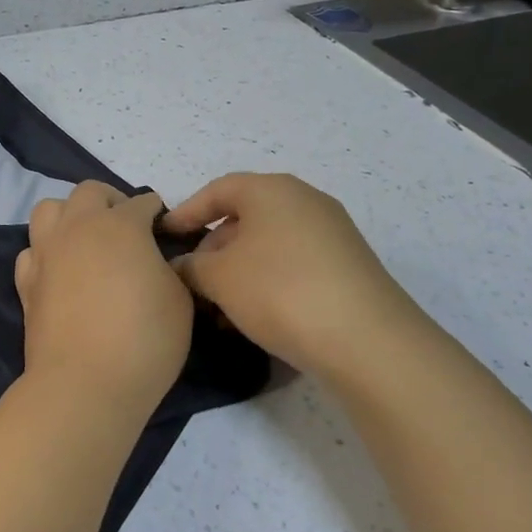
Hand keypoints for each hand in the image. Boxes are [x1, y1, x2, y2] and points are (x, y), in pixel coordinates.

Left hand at [16, 182, 193, 414]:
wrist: (85, 383)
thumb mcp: (180, 300)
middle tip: (126, 227)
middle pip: (90, 192)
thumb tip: (157, 261)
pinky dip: (45, 252)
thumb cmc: (144, 339)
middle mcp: (79, 227)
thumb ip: (170, 269)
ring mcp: (47, 252)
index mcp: (121, 224)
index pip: (142, 203)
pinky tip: (60, 271)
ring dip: (70, 215)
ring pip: (50, 209)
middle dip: (111, 201)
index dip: (156, 213)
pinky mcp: (26, 281)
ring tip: (86, 240)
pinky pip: (32, 250)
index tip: (164, 230)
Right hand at [161, 173, 427, 381]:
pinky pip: (293, 263)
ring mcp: (331, 233)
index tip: (164, 237)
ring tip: (219, 307)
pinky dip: (267, 281)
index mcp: (272, 190)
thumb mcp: (219, 278)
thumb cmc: (280, 291)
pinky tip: (255, 316)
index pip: (217, 190)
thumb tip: (183, 266)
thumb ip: (191, 266)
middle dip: (213, 248)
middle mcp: (305, 201)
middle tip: (192, 281)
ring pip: (269, 244)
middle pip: (244, 217)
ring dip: (238, 270)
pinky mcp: (348, 266)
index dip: (186, 212)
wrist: (368, 341)